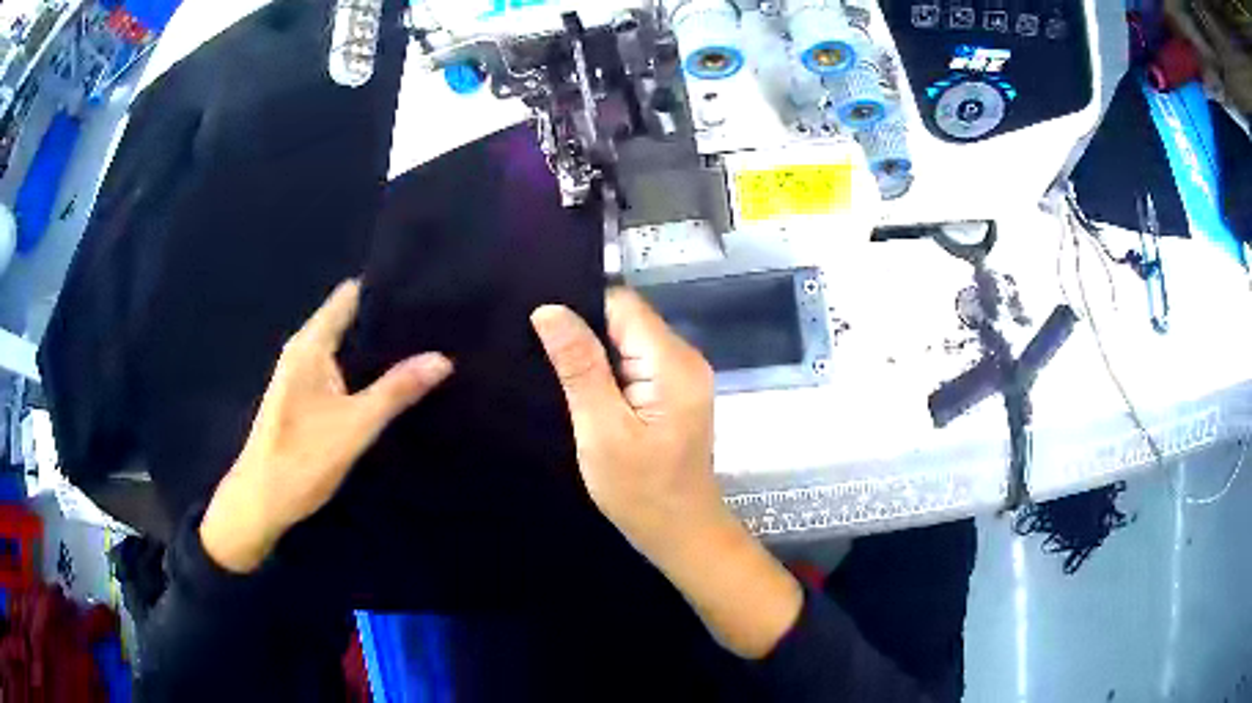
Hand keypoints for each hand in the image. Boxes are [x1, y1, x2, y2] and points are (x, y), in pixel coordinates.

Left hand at [200, 280, 453, 573]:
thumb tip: (442, 358)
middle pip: (349, 319)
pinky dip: (364, 369)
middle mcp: (304, 351)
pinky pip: (340, 368)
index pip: (349, 296)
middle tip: (435, 321)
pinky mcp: (304, 398)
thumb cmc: (302, 458)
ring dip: (376, 347)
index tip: (424, 290)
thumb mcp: (355, 425)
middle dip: (386, 320)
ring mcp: (302, 375)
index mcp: (310, 345)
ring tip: (423, 345)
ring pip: (345, 346)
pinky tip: (390, 381)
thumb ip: (397, 390)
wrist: (261, 501)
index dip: (383, 290)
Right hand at [531, 288, 721, 560]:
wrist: (681, 533)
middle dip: (583, 330)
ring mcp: (682, 376)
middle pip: (627, 319)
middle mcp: (684, 359)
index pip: (622, 304)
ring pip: (628, 341)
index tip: (538, 323)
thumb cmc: (641, 491)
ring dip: (593, 353)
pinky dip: (607, 371)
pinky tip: (581, 388)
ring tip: (551, 368)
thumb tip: (549, 310)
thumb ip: (579, 367)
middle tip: (537, 349)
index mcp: (673, 362)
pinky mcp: (674, 393)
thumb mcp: (602, 430)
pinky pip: (635, 363)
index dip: (580, 307)